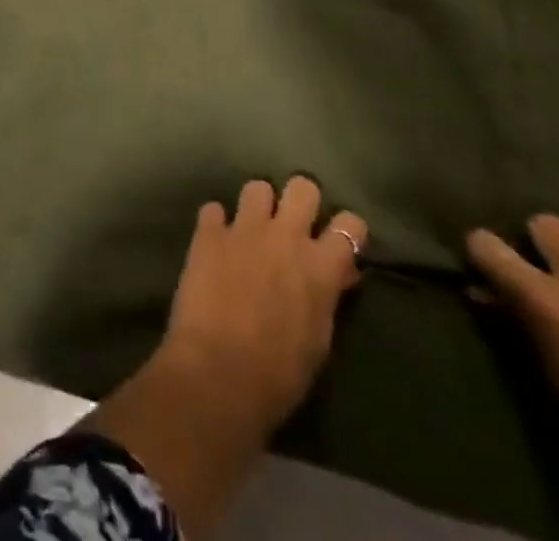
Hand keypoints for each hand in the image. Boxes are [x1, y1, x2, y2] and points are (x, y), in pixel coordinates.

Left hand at [163, 177, 367, 433]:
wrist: (219, 371)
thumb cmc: (279, 372)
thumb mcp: (319, 339)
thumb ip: (327, 296)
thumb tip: (338, 273)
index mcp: (320, 265)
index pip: (350, 224)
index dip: (347, 229)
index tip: (339, 240)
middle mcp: (285, 235)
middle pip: (303, 186)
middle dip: (300, 200)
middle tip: (293, 223)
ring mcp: (243, 228)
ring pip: (256, 187)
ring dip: (257, 206)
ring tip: (251, 230)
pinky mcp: (207, 232)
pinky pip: (213, 210)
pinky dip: (215, 224)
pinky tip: (214, 242)